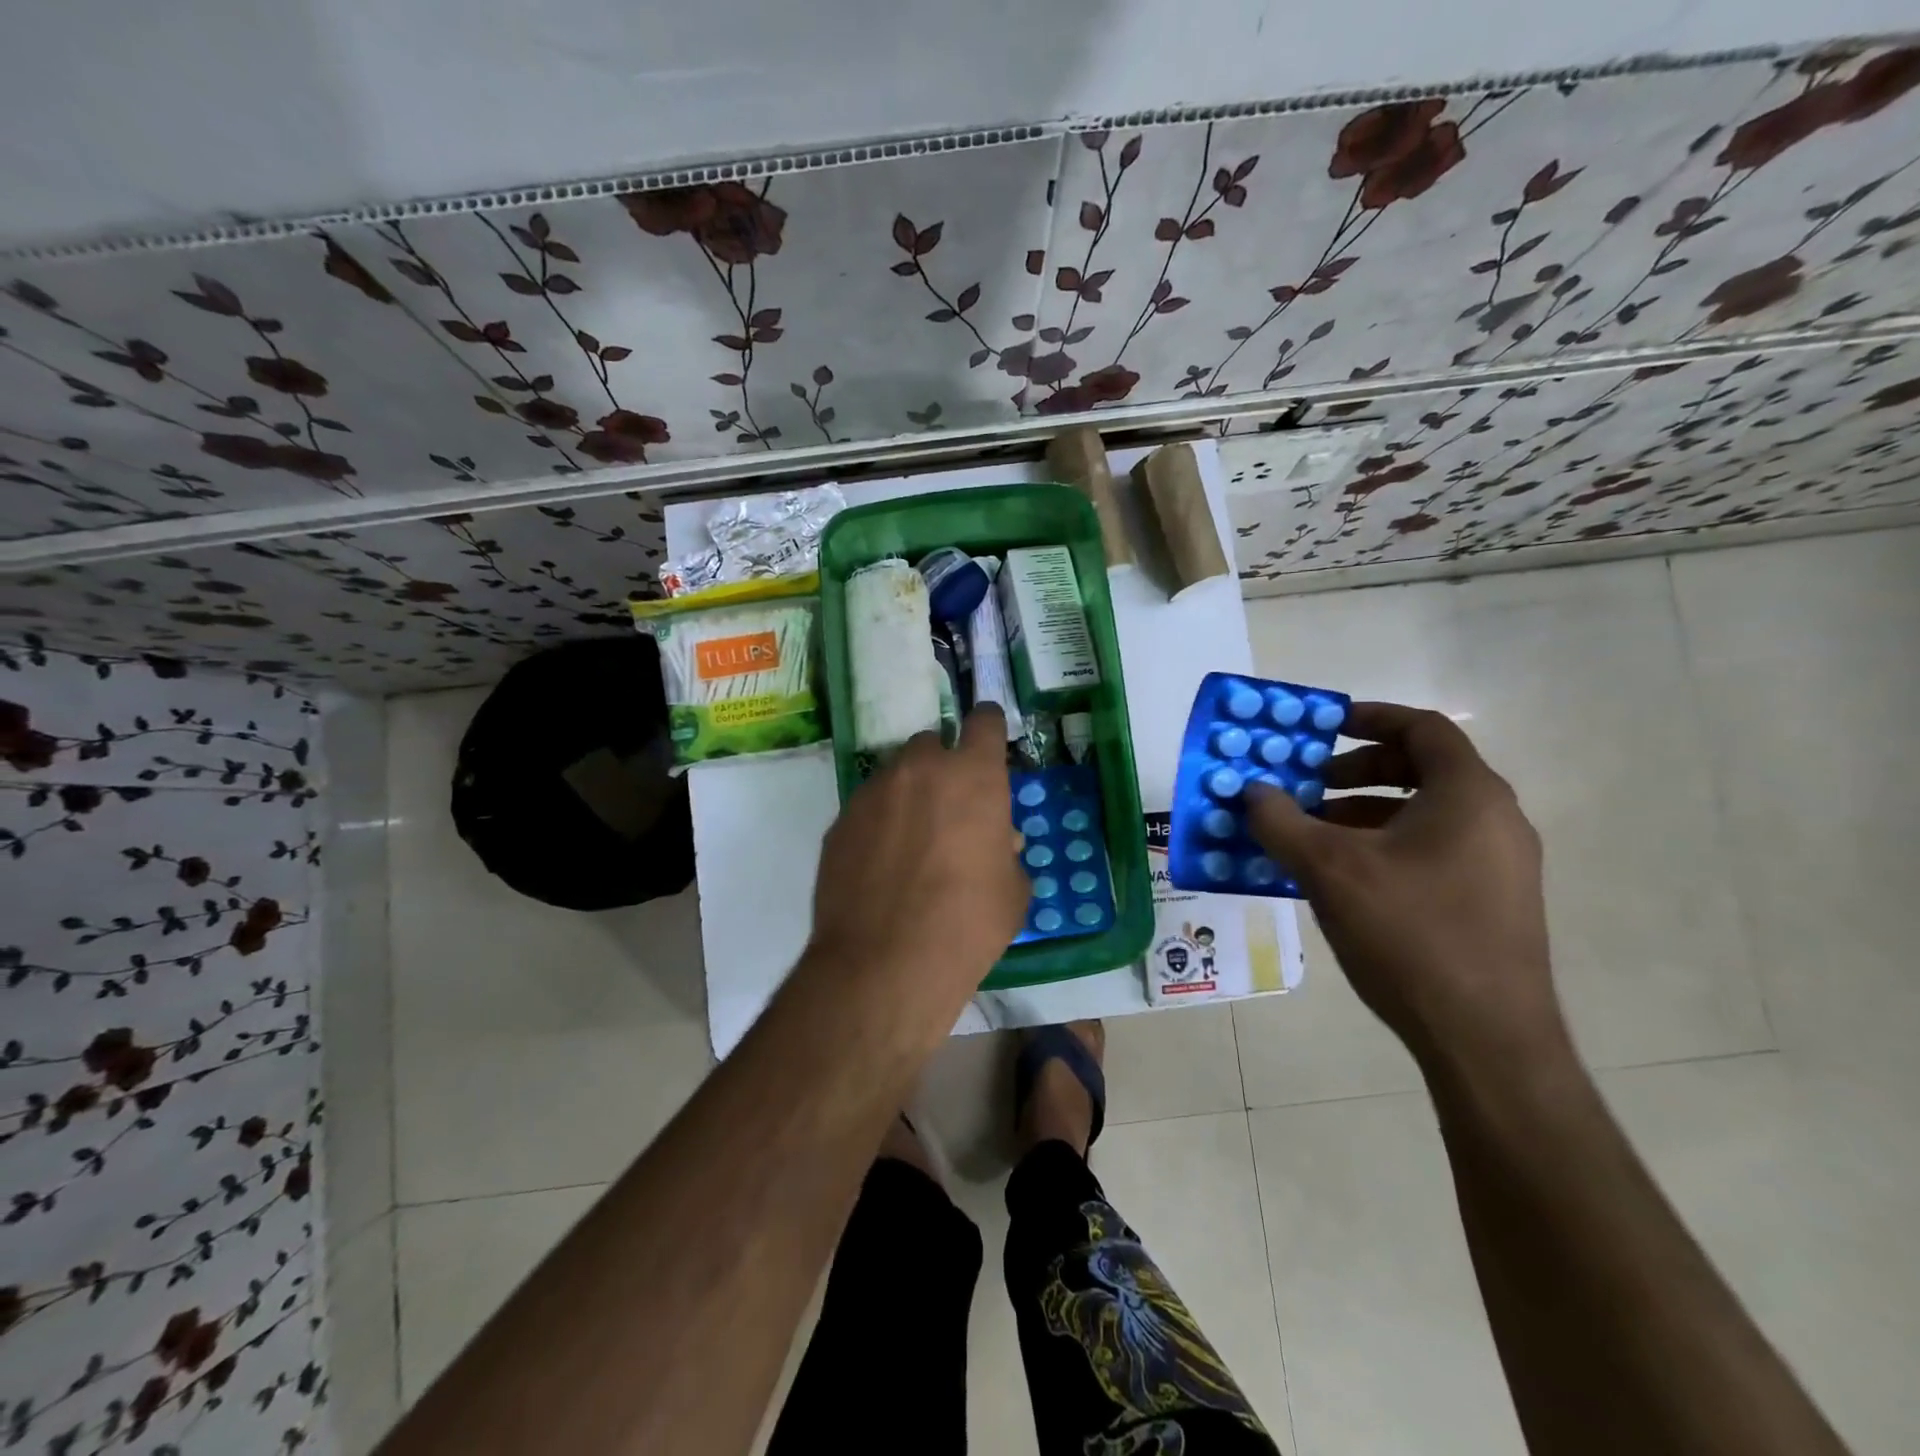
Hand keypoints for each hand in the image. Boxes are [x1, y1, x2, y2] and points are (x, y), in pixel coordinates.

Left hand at [809, 705, 1028, 994]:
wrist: (885, 962)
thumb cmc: (968, 923)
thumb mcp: (1011, 891)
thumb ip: (1005, 852)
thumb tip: (997, 842)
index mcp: (972, 775)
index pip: (983, 721)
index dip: (988, 725)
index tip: (988, 735)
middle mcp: (920, 769)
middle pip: (932, 744)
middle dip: (942, 765)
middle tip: (949, 806)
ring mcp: (873, 792)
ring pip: (895, 775)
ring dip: (908, 793)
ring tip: (910, 840)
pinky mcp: (840, 821)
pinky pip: (867, 808)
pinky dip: (878, 823)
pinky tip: (880, 863)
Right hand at [1245, 702, 1565, 1069]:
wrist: (1485, 1039)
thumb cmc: (1410, 933)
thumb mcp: (1329, 869)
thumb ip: (1281, 822)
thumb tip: (1250, 792)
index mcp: (1469, 795)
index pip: (1422, 729)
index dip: (1369, 718)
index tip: (1322, 726)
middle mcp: (1494, 820)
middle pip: (1422, 770)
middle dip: (1356, 771)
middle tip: (1307, 786)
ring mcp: (1499, 865)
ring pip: (1424, 814)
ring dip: (1364, 811)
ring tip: (1313, 835)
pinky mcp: (1492, 903)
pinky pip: (1432, 850)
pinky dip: (1384, 846)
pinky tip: (1342, 878)